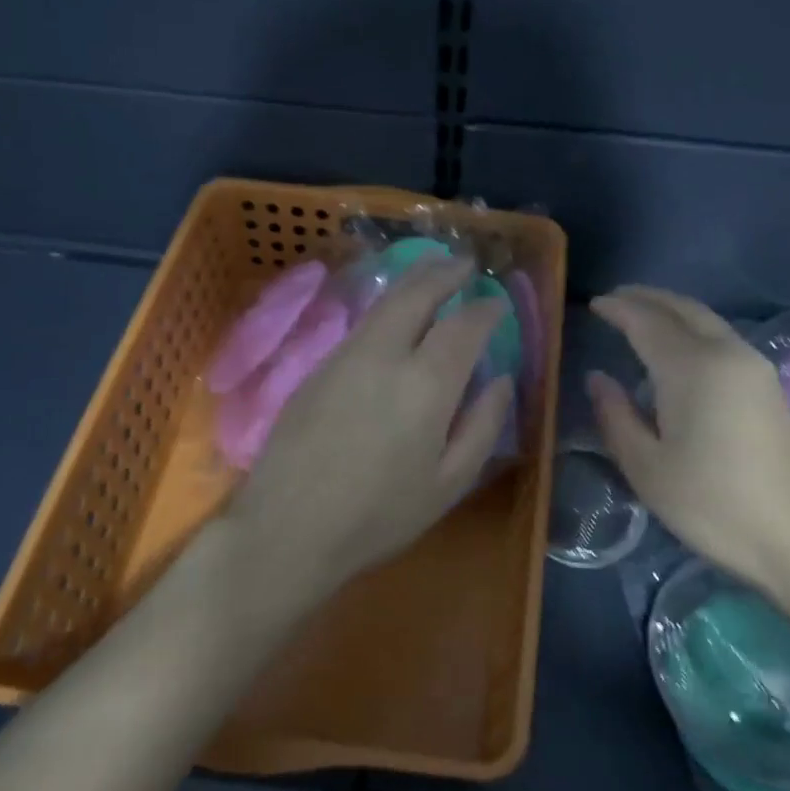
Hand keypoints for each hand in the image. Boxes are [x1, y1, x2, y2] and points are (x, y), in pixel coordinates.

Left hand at [227, 256, 513, 611]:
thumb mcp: (449, 483)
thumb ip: (482, 425)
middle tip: (464, 262)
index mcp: (426, 384)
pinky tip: (393, 316)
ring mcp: (345, 356)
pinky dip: (387, 306)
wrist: (288, 528)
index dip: (485, 309)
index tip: (497, 302)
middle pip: (418, 294)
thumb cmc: (379, 516)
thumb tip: (502, 381)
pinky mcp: (317, 367)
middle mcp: (385, 355)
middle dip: (445, 272)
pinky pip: (362, 324)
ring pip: (385, 302)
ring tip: (433, 273)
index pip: (464, 326)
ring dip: (414, 281)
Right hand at [587, 286, 789, 593]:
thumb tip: (598, 379)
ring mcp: (755, 368)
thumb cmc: (714, 506)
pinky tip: (679, 349)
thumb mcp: (648, 468)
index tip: (594, 304)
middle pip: (683, 309)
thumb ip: (616, 416)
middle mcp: (727, 354)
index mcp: (693, 369)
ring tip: (642, 316)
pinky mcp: (770, 386)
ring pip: (707, 320)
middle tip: (616, 299)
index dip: (618, 310)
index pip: (647, 322)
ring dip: (672, 311)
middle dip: (647, 298)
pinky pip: (722, 338)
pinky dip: (693, 329)